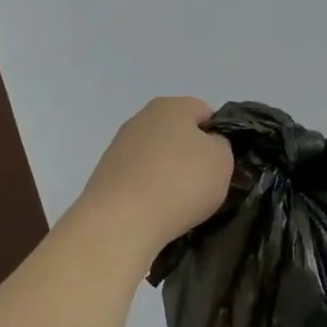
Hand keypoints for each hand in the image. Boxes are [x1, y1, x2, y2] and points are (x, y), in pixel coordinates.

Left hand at [76, 97, 233, 254]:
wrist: (121, 221)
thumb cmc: (180, 183)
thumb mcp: (222, 161)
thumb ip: (220, 144)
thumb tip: (206, 145)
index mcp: (171, 105)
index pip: (205, 112)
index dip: (218, 136)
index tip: (220, 164)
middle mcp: (141, 118)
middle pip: (178, 133)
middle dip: (191, 155)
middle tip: (203, 185)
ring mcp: (119, 145)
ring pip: (157, 156)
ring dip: (168, 173)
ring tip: (178, 203)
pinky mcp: (105, 172)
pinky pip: (138, 177)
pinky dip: (148, 190)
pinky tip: (154, 210)